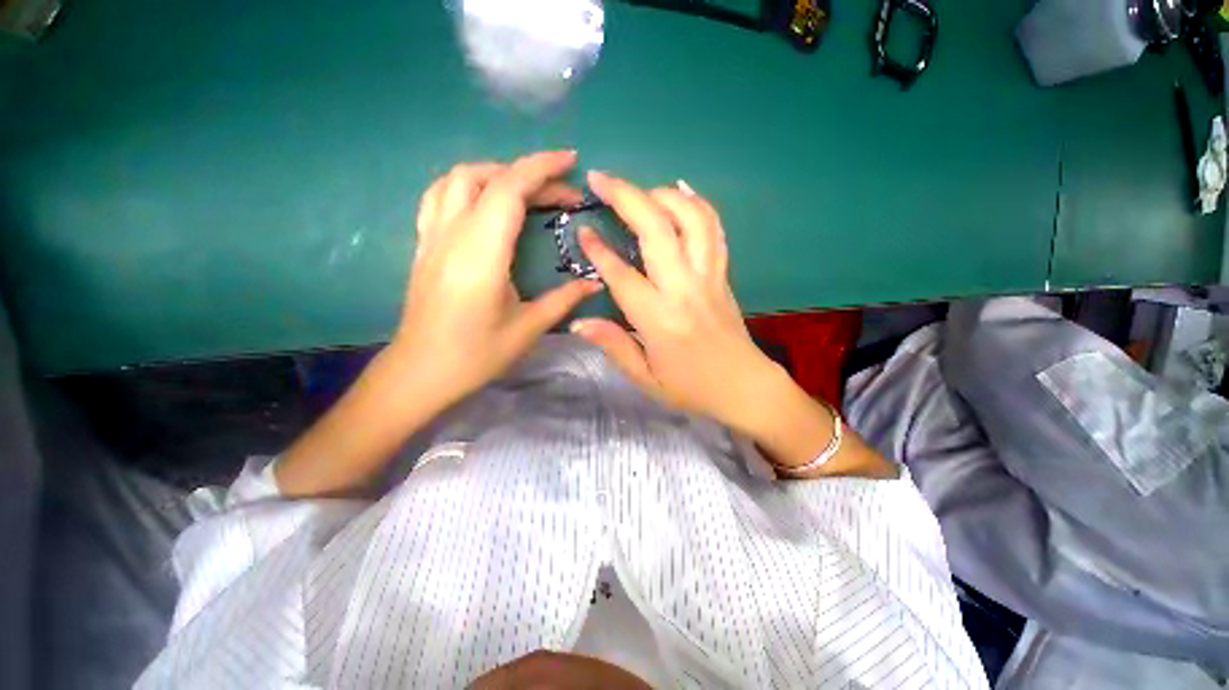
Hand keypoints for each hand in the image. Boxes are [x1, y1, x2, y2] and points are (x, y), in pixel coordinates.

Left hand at [275, 151, 603, 497]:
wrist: (421, 372)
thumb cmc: (476, 355)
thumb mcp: (528, 328)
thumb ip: (564, 299)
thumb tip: (595, 283)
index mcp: (481, 254)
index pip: (509, 190)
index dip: (541, 168)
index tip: (571, 162)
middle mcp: (452, 235)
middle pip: (486, 177)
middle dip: (528, 173)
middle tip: (562, 192)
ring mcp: (432, 237)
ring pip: (457, 179)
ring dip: (495, 173)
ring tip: (526, 190)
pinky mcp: (424, 245)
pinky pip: (440, 196)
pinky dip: (468, 185)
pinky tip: (486, 202)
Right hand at [571, 172, 781, 434]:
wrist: (744, 386)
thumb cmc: (691, 387)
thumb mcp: (646, 379)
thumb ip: (613, 346)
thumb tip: (578, 322)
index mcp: (660, 319)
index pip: (622, 275)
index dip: (598, 251)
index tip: (582, 231)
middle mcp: (685, 288)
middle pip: (656, 230)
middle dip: (626, 197)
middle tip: (600, 179)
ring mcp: (708, 276)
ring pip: (691, 219)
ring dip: (663, 194)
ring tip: (639, 190)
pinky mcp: (723, 273)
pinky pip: (714, 229)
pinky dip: (697, 203)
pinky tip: (682, 190)